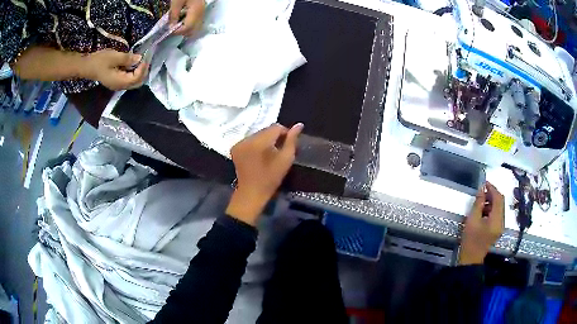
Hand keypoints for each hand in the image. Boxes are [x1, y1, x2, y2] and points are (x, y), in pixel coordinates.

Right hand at [85, 50, 147, 90]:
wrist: (86, 66)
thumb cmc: (99, 61)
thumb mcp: (114, 57)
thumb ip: (127, 59)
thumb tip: (139, 58)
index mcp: (119, 82)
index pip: (136, 78)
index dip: (143, 68)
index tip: (146, 57)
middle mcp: (119, 86)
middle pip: (136, 83)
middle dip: (143, 72)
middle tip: (146, 59)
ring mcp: (117, 85)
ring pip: (133, 82)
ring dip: (139, 72)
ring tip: (142, 61)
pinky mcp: (115, 81)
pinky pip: (128, 79)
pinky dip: (133, 72)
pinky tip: (134, 64)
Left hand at [169, 0, 204, 35]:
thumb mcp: (176, 2)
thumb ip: (173, 15)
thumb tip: (171, 27)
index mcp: (195, 12)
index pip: (187, 28)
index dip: (177, 31)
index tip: (169, 29)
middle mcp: (201, 14)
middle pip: (193, 31)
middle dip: (182, 32)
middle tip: (173, 27)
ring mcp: (202, 13)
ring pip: (195, 28)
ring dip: (185, 29)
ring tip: (177, 23)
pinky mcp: (200, 11)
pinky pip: (196, 23)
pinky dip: (188, 25)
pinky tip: (181, 19)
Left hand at [226, 123, 303, 225]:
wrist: (251, 193)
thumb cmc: (271, 178)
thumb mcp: (285, 159)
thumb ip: (292, 140)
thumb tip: (299, 125)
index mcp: (259, 142)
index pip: (276, 127)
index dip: (284, 133)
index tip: (287, 144)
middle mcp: (247, 139)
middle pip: (265, 130)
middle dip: (274, 137)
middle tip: (279, 149)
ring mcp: (239, 143)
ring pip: (257, 134)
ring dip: (265, 140)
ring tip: (269, 153)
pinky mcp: (235, 147)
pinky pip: (249, 140)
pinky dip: (256, 144)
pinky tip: (258, 155)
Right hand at [458, 182, 504, 264]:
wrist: (470, 259)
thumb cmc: (470, 240)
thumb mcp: (472, 220)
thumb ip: (478, 203)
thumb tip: (482, 189)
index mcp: (496, 220)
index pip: (498, 198)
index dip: (492, 188)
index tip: (484, 183)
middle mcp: (501, 222)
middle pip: (501, 202)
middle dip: (492, 194)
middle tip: (482, 191)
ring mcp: (500, 226)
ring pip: (499, 207)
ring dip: (492, 201)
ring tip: (481, 202)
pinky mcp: (497, 229)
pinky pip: (497, 214)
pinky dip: (491, 209)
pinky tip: (483, 211)